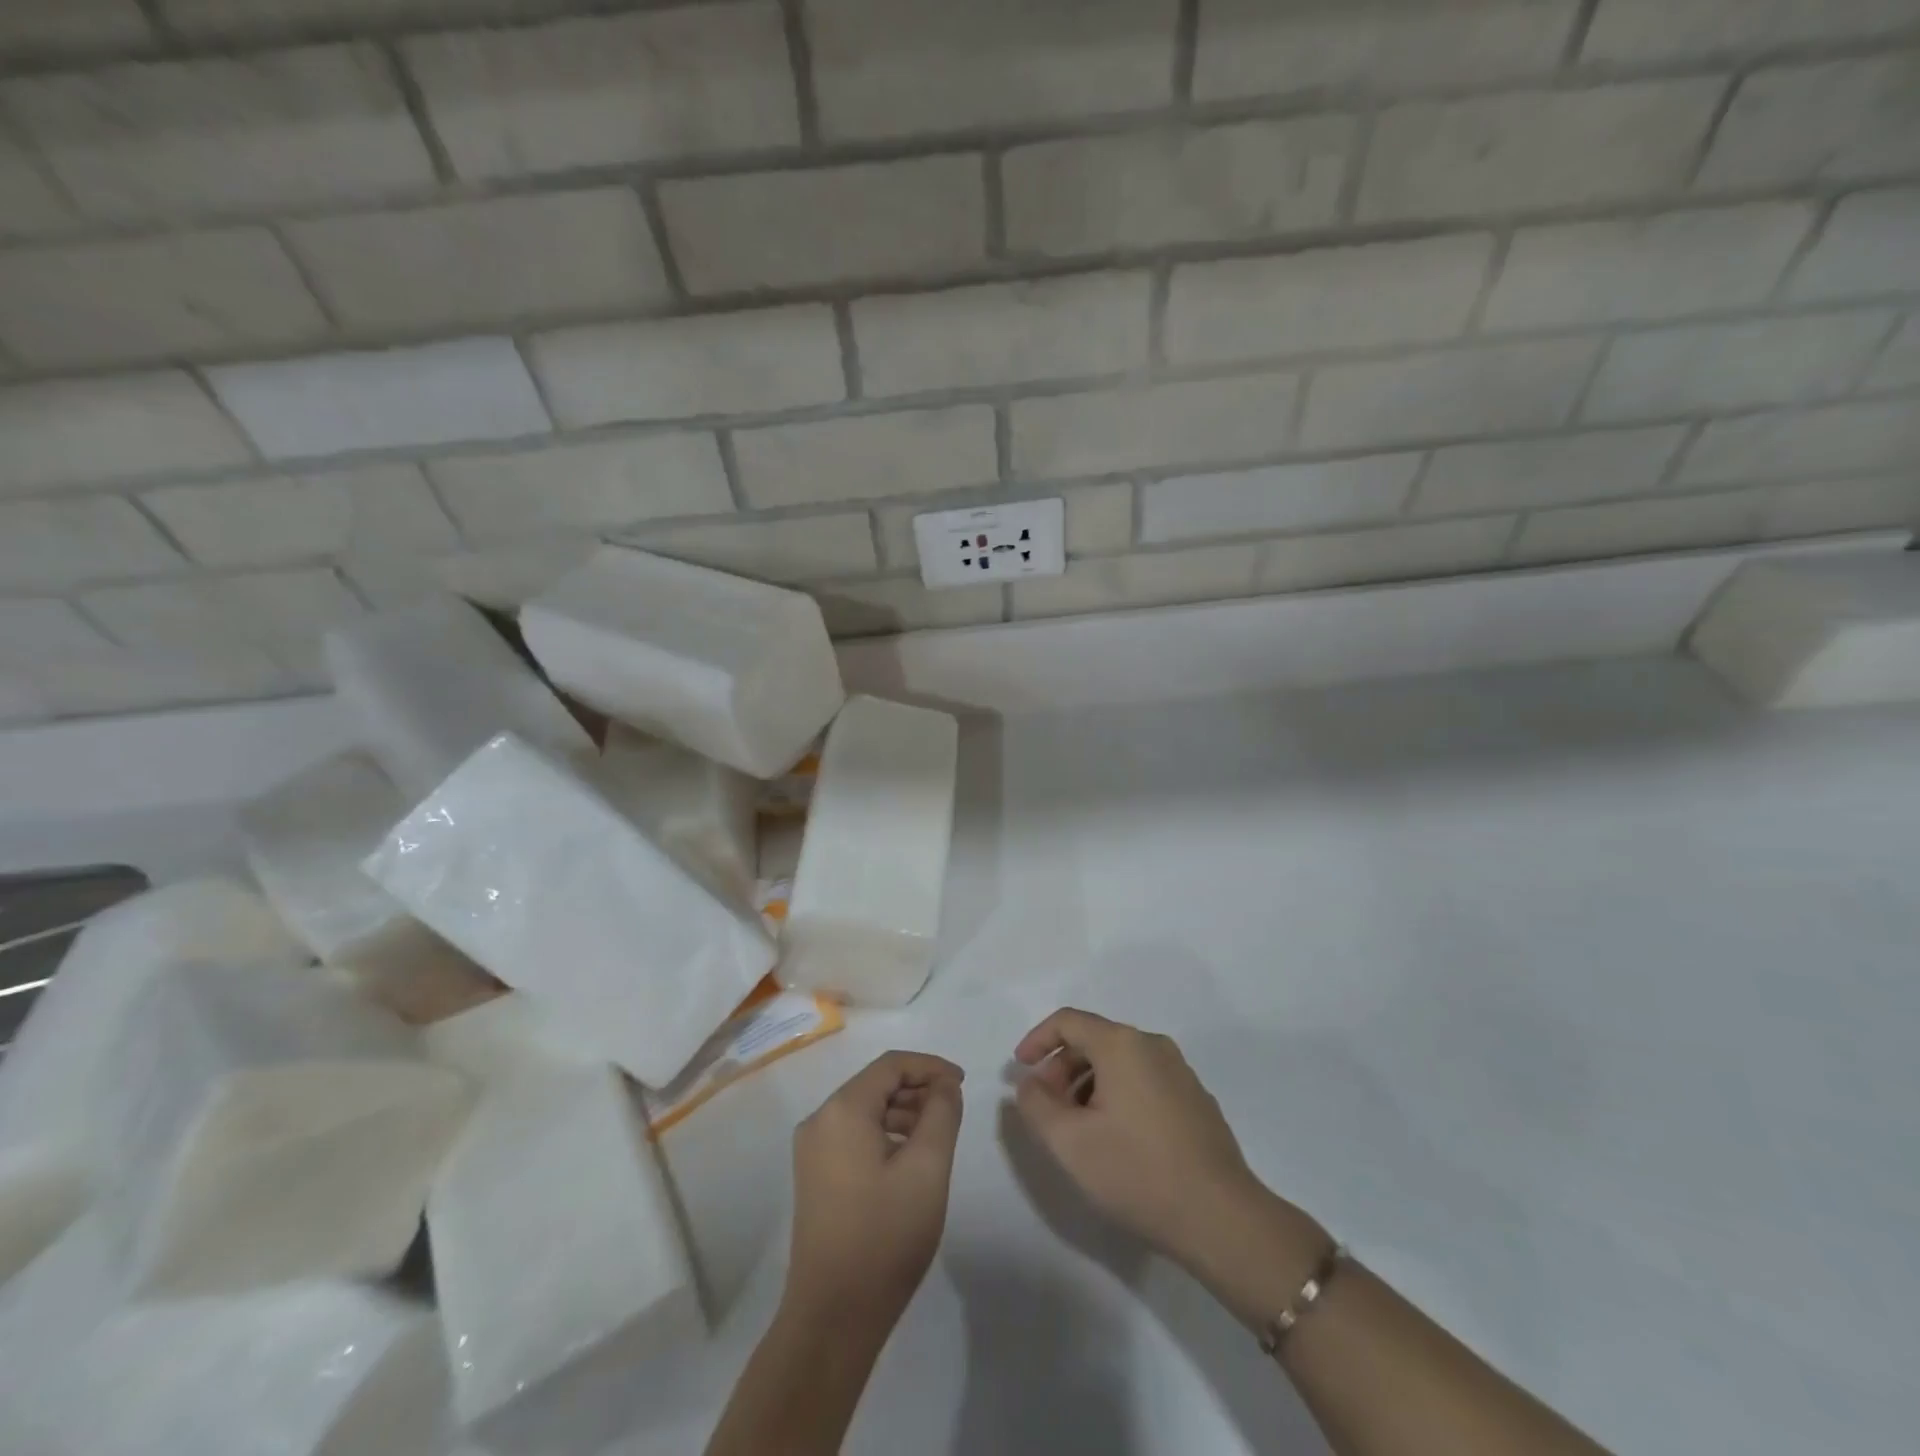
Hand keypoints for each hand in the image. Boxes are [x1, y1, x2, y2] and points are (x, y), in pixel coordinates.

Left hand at [785, 1051, 964, 1330]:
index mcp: (842, 1110)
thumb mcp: (927, 1168)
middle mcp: (820, 1120)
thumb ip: (941, 1113)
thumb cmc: (885, 1236)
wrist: (833, 1317)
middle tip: (953, 1110)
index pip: (891, 1065)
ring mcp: (812, 1150)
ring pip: (865, 1110)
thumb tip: (944, 1085)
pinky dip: (885, 1134)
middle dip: (917, 1089)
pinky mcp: (814, 1176)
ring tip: (937, 1136)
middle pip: (876, 1085)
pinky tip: (909, 1160)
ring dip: (903, 1112)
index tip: (962, 1083)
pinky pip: (854, 1135)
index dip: (930, 1066)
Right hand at [1012, 1009, 1314, 1274]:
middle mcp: (1153, 1045)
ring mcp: (1180, 1072)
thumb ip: (1036, 1104)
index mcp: (1122, 1044)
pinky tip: (1116, 1139)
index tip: (1019, 1070)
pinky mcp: (1196, 1100)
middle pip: (1094, 1040)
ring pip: (1120, 1063)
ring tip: (1078, 1129)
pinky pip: (1144, 1081)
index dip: (1037, 1040)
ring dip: (1088, 1085)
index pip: (1068, 1021)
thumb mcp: (1069, 1142)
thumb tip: (1031, 1082)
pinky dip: (1118, 1096)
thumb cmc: (1137, 1172)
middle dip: (1062, 1068)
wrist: (1222, 1219)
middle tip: (1046, 1108)